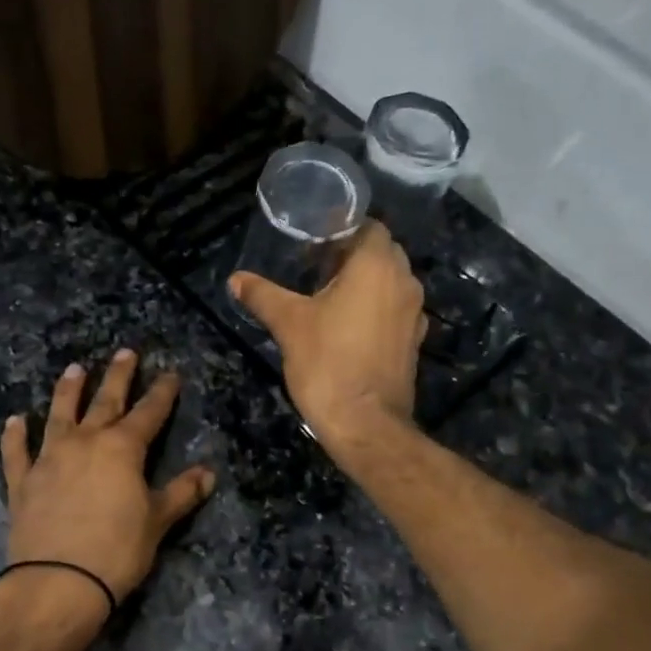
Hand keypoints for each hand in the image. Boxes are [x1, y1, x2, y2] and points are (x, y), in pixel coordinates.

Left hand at [0, 352, 214, 642]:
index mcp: (122, 449)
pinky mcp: (22, 481)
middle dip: (118, 376)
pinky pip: (17, 452)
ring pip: (59, 415)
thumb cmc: (117, 550)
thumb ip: (181, 493)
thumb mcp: (157, 522)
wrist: (57, 582)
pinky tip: (15, 420)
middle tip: (125, 352)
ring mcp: (49, 458)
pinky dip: (15, 436)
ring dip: (67, 391)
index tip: (170, 373)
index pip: (148, 413)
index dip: (162, 392)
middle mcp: (85, 442)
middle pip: (105, 401)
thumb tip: (209, 473)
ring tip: (74, 369)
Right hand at [229, 221, 426, 456]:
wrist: (366, 424)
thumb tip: (236, 279)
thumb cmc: (328, 363)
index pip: (369, 226)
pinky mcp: (413, 340)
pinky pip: (395, 309)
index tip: (313, 242)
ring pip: (391, 281)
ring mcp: (414, 313)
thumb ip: (263, 295)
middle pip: (382, 251)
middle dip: (353, 254)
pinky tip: (348, 325)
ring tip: (329, 295)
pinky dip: (376, 307)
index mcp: (377, 266)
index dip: (342, 229)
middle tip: (316, 267)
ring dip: (366, 281)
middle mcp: (404, 282)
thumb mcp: (288, 324)